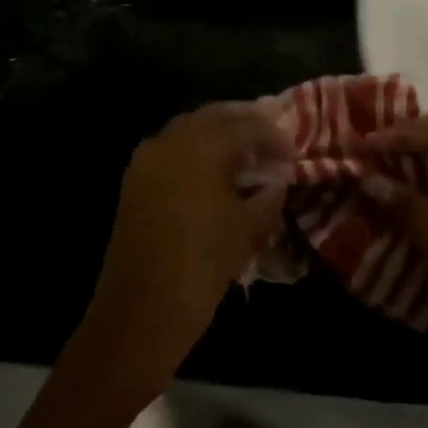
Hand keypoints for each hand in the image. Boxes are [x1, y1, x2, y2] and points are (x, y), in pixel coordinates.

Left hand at [78, 102, 292, 391]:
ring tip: (246, 154)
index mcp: (200, 146)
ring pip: (189, 129)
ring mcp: (147, 159)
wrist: (140, 312)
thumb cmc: (201, 266)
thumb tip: (277, 179)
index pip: (245, 125)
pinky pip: (171, 150)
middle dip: (244, 123)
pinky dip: (196, 151)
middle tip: (270, 138)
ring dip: (218, 134)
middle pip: (213, 116)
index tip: (293, 151)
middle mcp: (170, 141)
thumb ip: (268, 196)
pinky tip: (214, 172)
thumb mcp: (247, 230)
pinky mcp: (134, 180)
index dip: (273, 135)